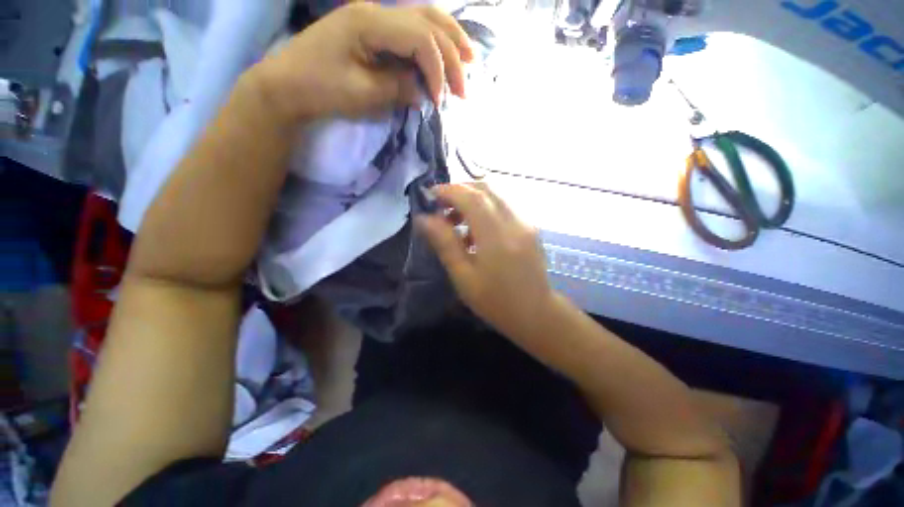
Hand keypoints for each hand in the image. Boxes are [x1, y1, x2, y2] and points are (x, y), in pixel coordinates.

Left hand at [253, 3, 473, 121]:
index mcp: (370, 22)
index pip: (420, 38)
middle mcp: (375, 11)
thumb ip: (399, 88)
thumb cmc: (320, 90)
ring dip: (449, 40)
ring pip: (423, 18)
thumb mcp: (363, 94)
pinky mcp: (373, 32)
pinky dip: (432, 44)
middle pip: (428, 20)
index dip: (438, 70)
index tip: (440, 102)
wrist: (287, 86)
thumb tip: (425, 91)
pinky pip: (411, 31)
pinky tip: (444, 55)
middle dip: (452, 54)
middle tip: (466, 85)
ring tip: (469, 60)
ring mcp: (374, 18)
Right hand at [417, 183, 557, 339]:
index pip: (472, 197)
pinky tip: (475, 229)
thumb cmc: (495, 301)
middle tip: (442, 206)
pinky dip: (485, 208)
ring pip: (496, 195)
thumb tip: (424, 219)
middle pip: (486, 189)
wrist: (536, 313)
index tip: (430, 195)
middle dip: (460, 190)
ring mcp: (526, 222)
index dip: (449, 190)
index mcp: (497, 237)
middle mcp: (515, 222)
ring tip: (455, 220)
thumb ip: (445, 244)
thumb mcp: (463, 277)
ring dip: (472, 199)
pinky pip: (504, 205)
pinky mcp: (530, 226)